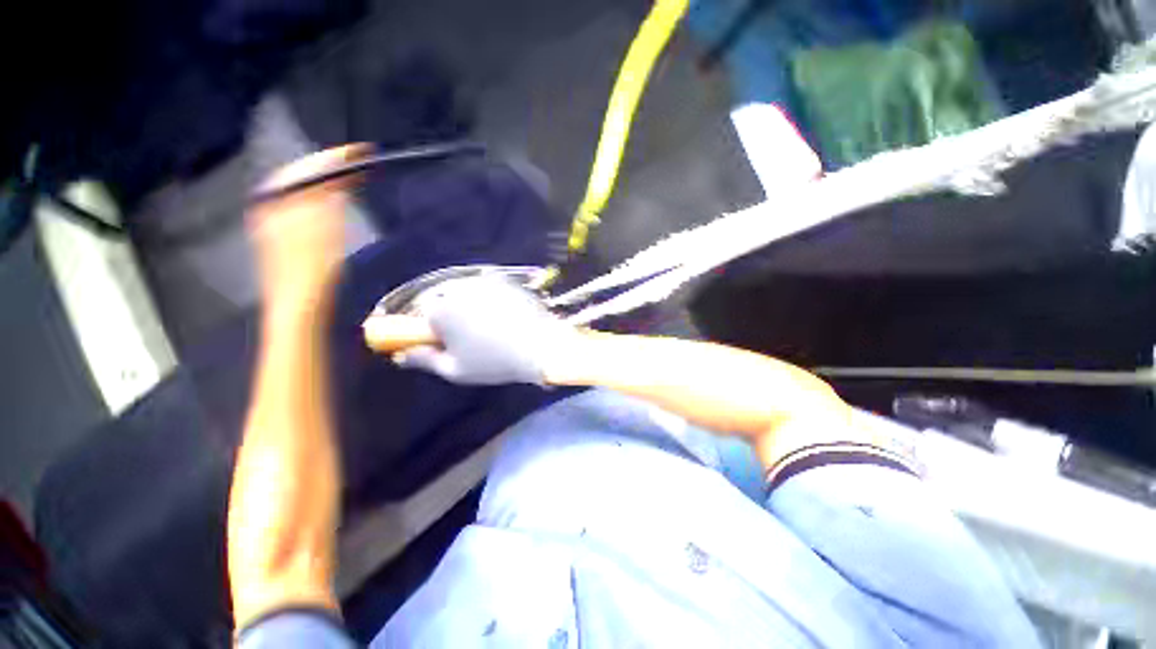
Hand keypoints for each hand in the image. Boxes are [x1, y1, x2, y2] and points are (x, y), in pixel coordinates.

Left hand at [249, 144, 370, 306]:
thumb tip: (338, 177)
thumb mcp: (324, 230)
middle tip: (355, 162)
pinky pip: (304, 205)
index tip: (359, 152)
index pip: (308, 167)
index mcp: (279, 200)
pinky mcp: (286, 237)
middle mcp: (273, 206)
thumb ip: (328, 198)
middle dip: (329, 166)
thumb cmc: (311, 270)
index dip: (335, 157)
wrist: (298, 304)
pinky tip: (333, 203)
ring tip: (348, 176)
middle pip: (303, 176)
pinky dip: (321, 198)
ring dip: (325, 181)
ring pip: (303, 190)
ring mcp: (277, 222)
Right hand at [365, 276, 582, 384]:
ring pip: (467, 292)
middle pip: (445, 299)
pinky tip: (505, 317)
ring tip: (492, 327)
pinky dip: (491, 300)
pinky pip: (489, 289)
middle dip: (452, 315)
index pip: (424, 314)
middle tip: (472, 336)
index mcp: (441, 309)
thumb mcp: (454, 370)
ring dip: (471, 306)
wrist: (540, 347)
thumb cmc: (494, 362)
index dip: (435, 329)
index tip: (449, 341)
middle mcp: (459, 288)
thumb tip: (402, 355)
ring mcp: (485, 281)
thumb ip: (424, 360)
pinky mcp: (506, 280)